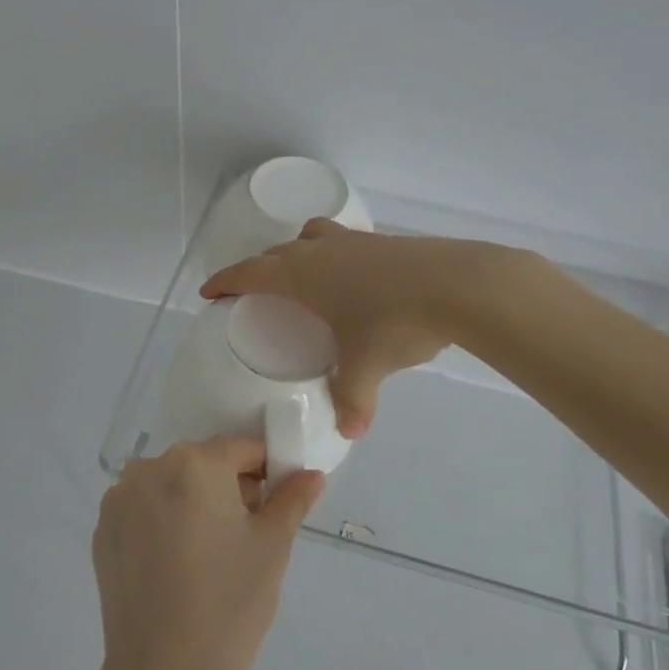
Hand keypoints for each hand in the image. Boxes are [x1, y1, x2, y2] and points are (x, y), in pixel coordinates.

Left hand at [92, 438, 324, 669]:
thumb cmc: (230, 603)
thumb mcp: (273, 546)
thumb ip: (292, 499)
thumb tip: (310, 475)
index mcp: (194, 463)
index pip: (243, 450)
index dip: (267, 473)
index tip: (276, 506)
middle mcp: (149, 468)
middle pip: (203, 465)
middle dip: (229, 488)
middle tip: (246, 536)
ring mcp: (118, 501)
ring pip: (171, 486)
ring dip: (193, 504)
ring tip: (209, 556)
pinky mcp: (102, 533)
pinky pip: (144, 511)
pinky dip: (163, 524)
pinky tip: (176, 567)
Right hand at [203, 220, 497, 436]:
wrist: (459, 284)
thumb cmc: (395, 322)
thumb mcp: (367, 366)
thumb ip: (353, 399)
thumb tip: (351, 432)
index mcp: (302, 275)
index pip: (250, 273)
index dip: (226, 281)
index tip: (209, 292)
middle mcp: (321, 250)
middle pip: (277, 252)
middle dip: (260, 269)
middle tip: (254, 290)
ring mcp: (355, 240)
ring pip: (312, 237)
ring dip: (297, 252)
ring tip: (302, 276)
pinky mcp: (385, 240)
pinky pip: (344, 242)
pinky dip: (334, 255)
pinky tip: (353, 280)